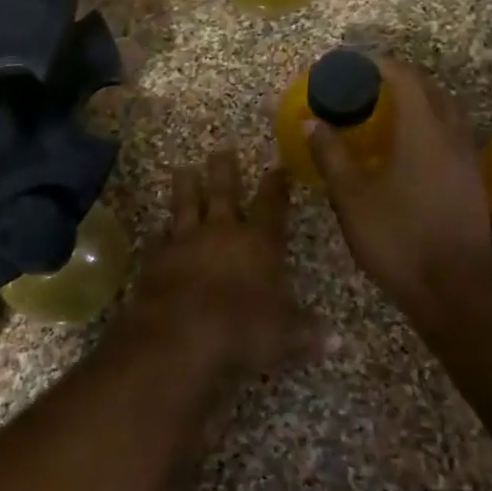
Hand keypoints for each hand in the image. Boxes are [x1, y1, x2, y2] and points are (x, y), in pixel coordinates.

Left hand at [126, 149, 320, 377]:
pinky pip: (157, 238)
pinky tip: (157, 228)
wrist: (179, 336)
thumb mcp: (283, 336)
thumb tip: (336, 341)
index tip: (277, 167)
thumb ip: (306, 332)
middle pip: (223, 193)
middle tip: (221, 149)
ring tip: (183, 169)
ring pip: (185, 205)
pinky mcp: (155, 260)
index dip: (276, 186)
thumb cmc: (241, 330)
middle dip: (224, 170)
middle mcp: (221, 233)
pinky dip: (159, 232)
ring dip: (185, 187)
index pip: (271, 206)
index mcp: (258, 244)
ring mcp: (184, 242)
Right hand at [306, 58, 491, 319]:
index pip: (406, 79)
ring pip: (447, 113)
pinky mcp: (473, 182)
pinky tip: (410, 149)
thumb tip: (312, 123)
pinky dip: (431, 127)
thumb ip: (331, 155)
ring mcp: (468, 160)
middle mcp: (452, 136)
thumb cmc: (398, 237)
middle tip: (370, 86)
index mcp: (423, 131)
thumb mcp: (352, 197)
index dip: (380, 66)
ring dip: (421, 103)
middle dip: (402, 80)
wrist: (454, 288)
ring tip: (389, 113)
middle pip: (432, 91)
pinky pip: (452, 136)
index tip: (356, 66)